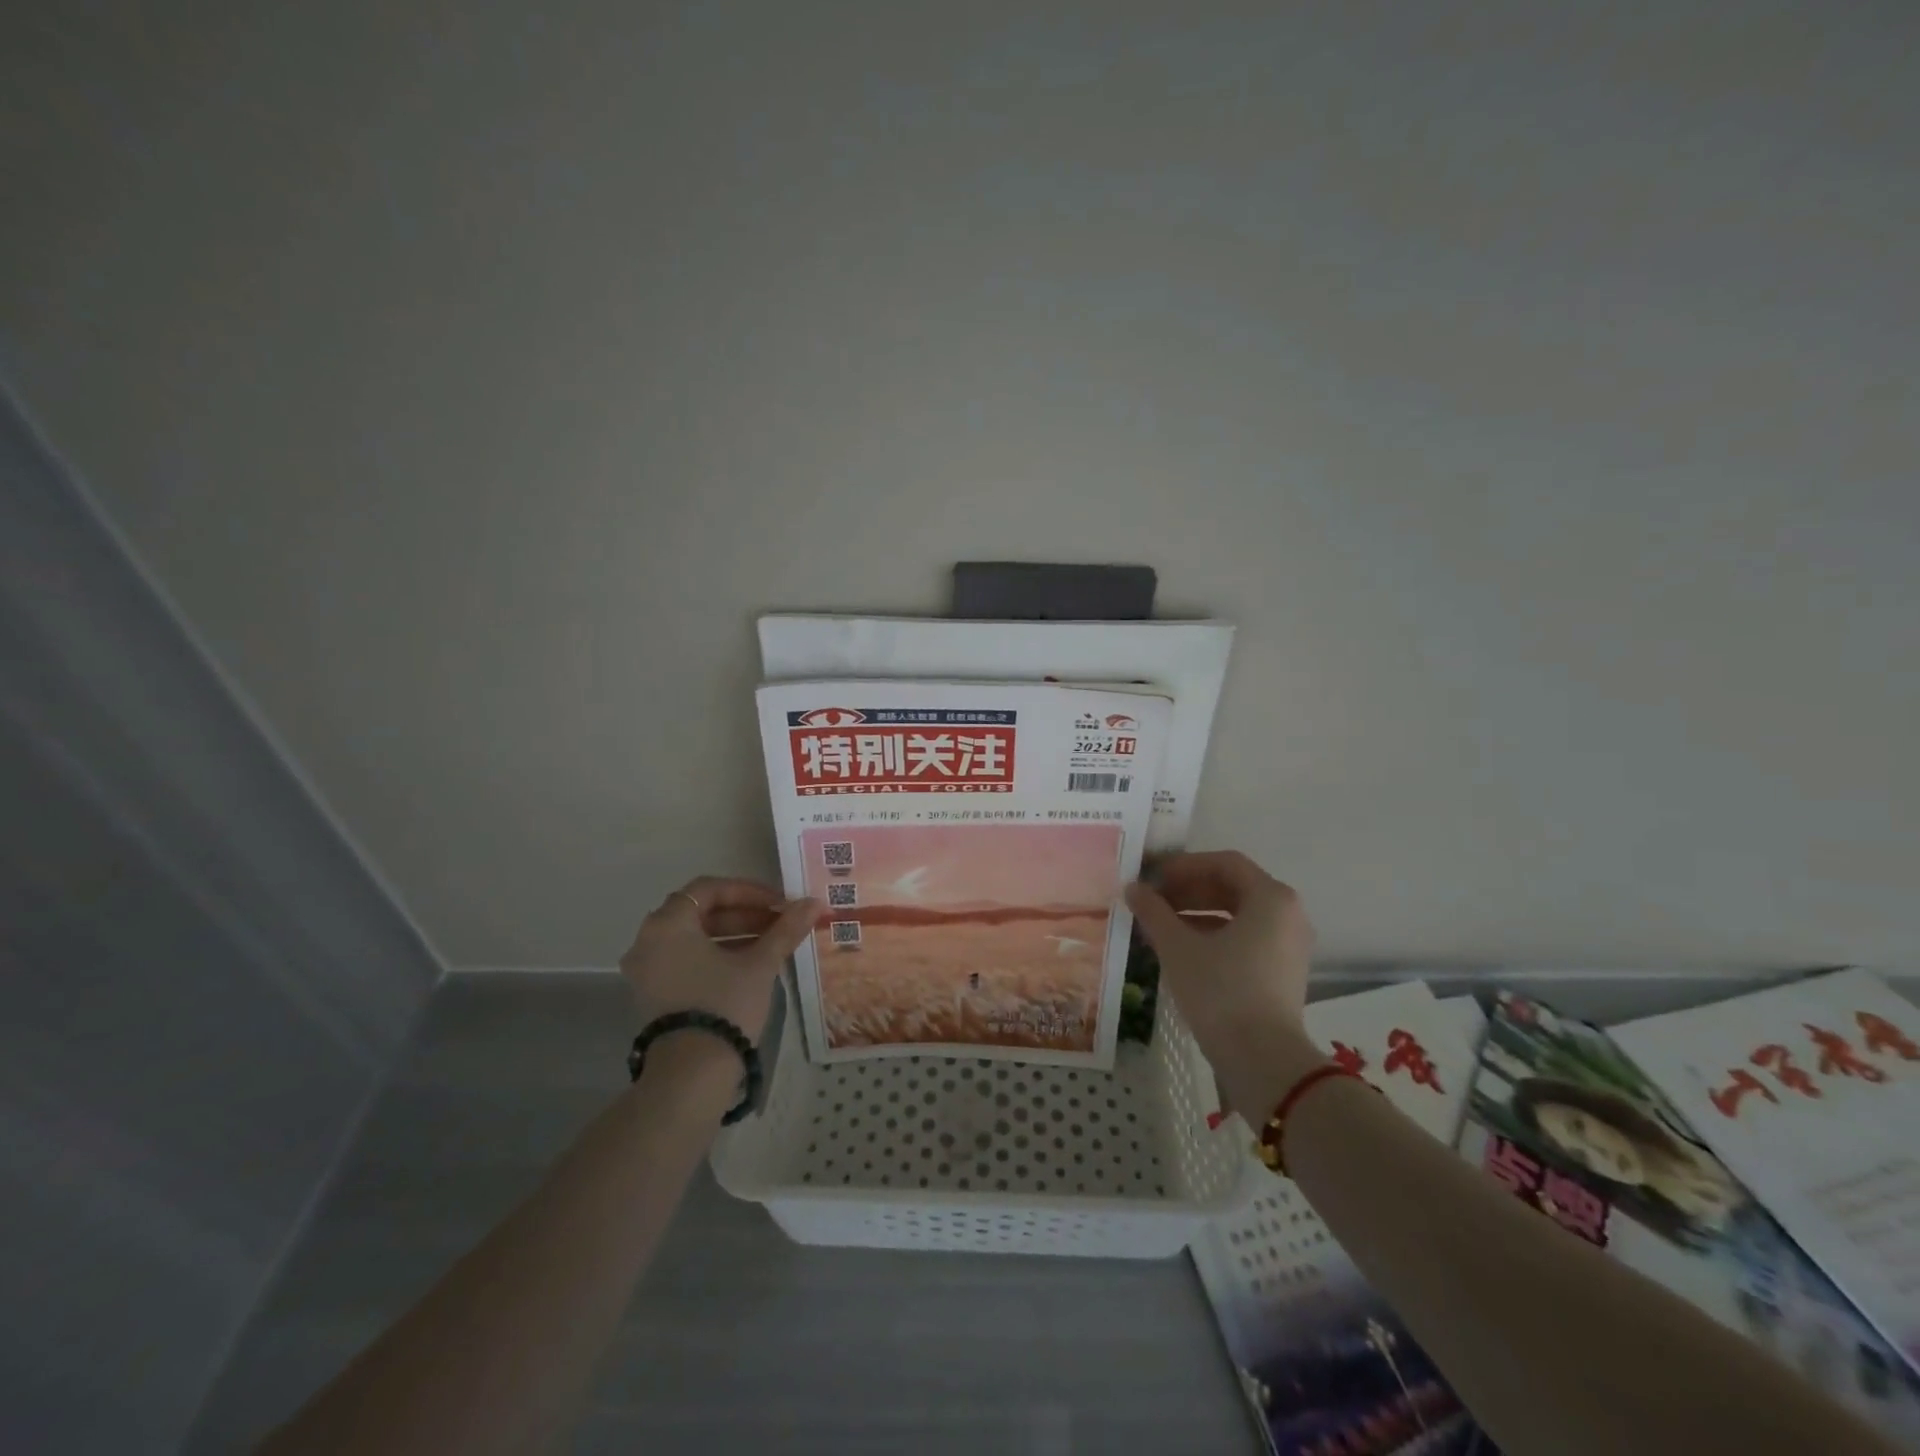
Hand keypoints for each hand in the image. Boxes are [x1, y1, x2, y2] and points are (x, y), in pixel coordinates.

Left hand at [619, 876, 819, 1041]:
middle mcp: (648, 940)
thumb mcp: (760, 964)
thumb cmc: (725, 1005)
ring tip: (770, 944)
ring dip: (732, 934)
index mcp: (668, 923)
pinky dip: (714, 955)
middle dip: (743, 914)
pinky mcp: (651, 995)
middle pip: (700, 912)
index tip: (778, 903)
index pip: (709, 888)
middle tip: (778, 923)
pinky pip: (684, 960)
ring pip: (693, 938)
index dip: (748, 891)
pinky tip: (747, 966)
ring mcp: (646, 970)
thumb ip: (785, 929)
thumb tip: (814, 902)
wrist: (691, 1075)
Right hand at [1126, 851, 1319, 1112]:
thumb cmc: (1221, 991)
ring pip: (1237, 915)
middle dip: (1187, 891)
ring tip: (1158, 926)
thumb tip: (1133, 888)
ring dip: (1196, 914)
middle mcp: (1288, 914)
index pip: (1223, 863)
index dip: (1183, 866)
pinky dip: (1213, 937)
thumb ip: (1153, 911)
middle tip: (1151, 901)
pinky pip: (1246, 939)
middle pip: (1232, 887)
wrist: (1263, 1061)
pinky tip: (1180, 950)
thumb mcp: (1178, 947)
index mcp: (1271, 897)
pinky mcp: (1283, 973)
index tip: (1152, 879)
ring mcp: (1289, 945)